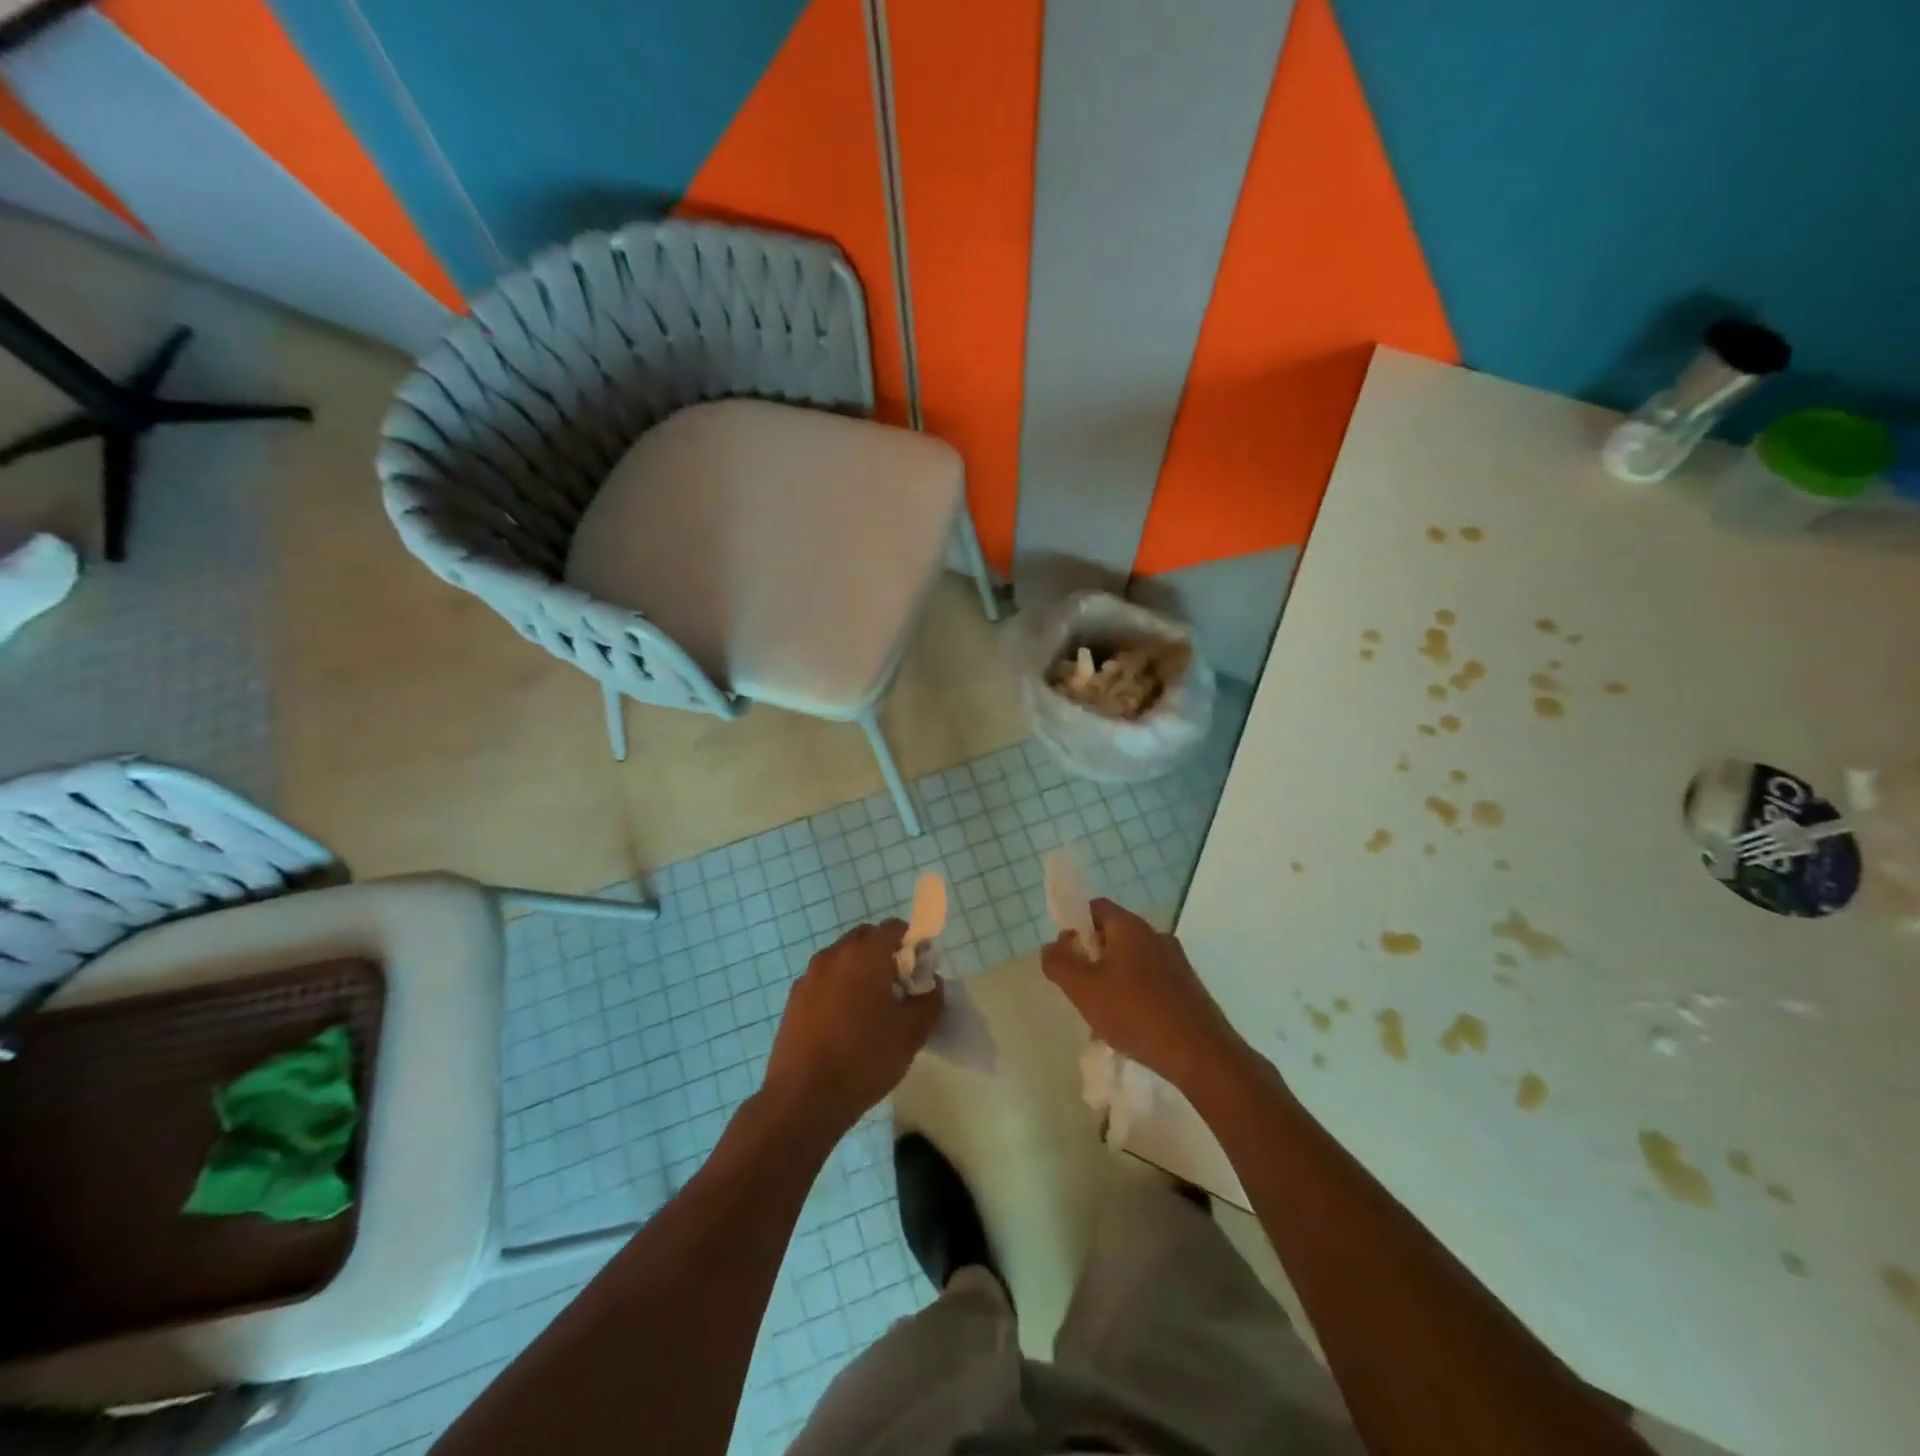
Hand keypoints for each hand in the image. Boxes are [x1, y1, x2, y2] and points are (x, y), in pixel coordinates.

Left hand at [763, 920, 942, 1134]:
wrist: (804, 1098)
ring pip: (842, 959)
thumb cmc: (865, 1058)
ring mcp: (809, 976)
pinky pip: (823, 980)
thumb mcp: (912, 1033)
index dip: (911, 943)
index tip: (918, 971)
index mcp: (865, 954)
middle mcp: (834, 955)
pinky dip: (838, 989)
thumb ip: (930, 1000)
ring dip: (859, 971)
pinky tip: (843, 1024)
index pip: (893, 928)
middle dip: (884, 955)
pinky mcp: (793, 999)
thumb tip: (933, 984)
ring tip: (870, 1009)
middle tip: (897, 988)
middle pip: (865, 939)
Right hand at [1040, 899, 1246, 1092]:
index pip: (1095, 907)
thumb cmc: (1135, 1013)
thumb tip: (1051, 947)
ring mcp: (1175, 961)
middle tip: (1080, 987)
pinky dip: (1135, 993)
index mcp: (1130, 926)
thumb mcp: (1083, 989)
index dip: (1074, 925)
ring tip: (1103, 1012)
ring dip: (1112, 977)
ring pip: (1131, 960)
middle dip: (1092, 956)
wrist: (1200, 1054)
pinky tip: (1131, 1024)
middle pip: (1113, 934)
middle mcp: (1155, 935)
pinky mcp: (1188, 987)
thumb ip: (1059, 964)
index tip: (1066, 955)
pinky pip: (1151, 980)